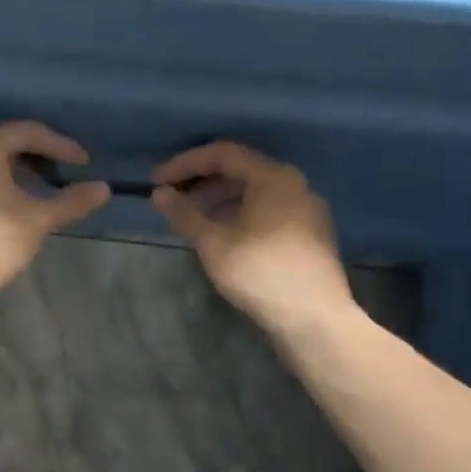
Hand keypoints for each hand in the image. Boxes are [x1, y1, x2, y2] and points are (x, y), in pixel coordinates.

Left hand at [0, 123, 109, 310]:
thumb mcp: (38, 220)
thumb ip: (71, 201)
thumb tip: (104, 189)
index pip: (26, 132)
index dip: (60, 145)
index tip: (84, 163)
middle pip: (1, 146)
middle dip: (35, 158)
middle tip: (60, 175)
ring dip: (12, 176)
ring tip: (36, 195)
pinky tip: (5, 214)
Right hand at [151, 142, 355, 336]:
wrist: (313, 317)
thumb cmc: (259, 272)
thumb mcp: (213, 242)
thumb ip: (185, 214)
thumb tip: (159, 194)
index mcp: (273, 177)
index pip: (223, 154)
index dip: (185, 164)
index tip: (157, 182)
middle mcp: (294, 185)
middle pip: (241, 171)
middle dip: (202, 183)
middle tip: (173, 201)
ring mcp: (306, 210)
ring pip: (255, 194)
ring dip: (220, 201)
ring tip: (193, 222)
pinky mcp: (309, 235)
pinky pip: (268, 212)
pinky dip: (240, 216)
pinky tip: (223, 238)